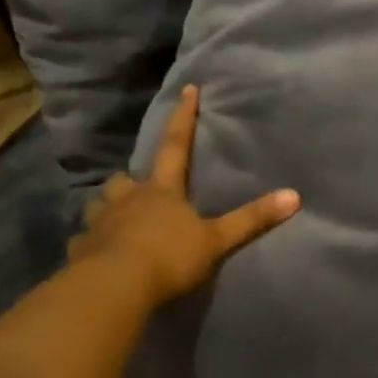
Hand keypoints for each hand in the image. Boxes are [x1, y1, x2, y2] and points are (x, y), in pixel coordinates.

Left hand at [70, 84, 299, 308]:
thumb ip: (251, 220)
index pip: (176, 145)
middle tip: (139, 186)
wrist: (113, 287)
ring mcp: (100, 223)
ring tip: (118, 219)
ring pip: (101, 206)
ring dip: (110, 208)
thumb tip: (295, 196)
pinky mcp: (81, 250)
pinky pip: (86, 241)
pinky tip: (98, 254)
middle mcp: (127, 199)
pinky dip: (92, 243)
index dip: (184, 118)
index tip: (188, 90)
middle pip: (126, 179)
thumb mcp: (215, 240)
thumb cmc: (168, 256)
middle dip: (132, 179)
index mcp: (161, 190)